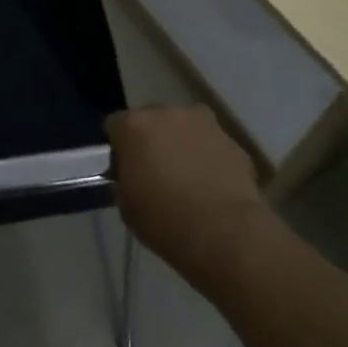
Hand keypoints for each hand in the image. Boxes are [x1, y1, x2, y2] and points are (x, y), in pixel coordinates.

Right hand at [107, 105, 269, 290]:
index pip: (115, 125)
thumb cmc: (165, 221)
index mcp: (135, 126)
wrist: (226, 233)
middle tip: (154, 171)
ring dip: (181, 144)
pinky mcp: (232, 140)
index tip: (123, 169)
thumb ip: (124, 179)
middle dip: (151, 139)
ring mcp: (204, 123)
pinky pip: (211, 144)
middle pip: (151, 120)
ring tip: (186, 177)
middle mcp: (168, 113)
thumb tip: (131, 174)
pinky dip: (208, 157)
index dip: (118, 147)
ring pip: (184, 128)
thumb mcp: (126, 206)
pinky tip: (211, 185)